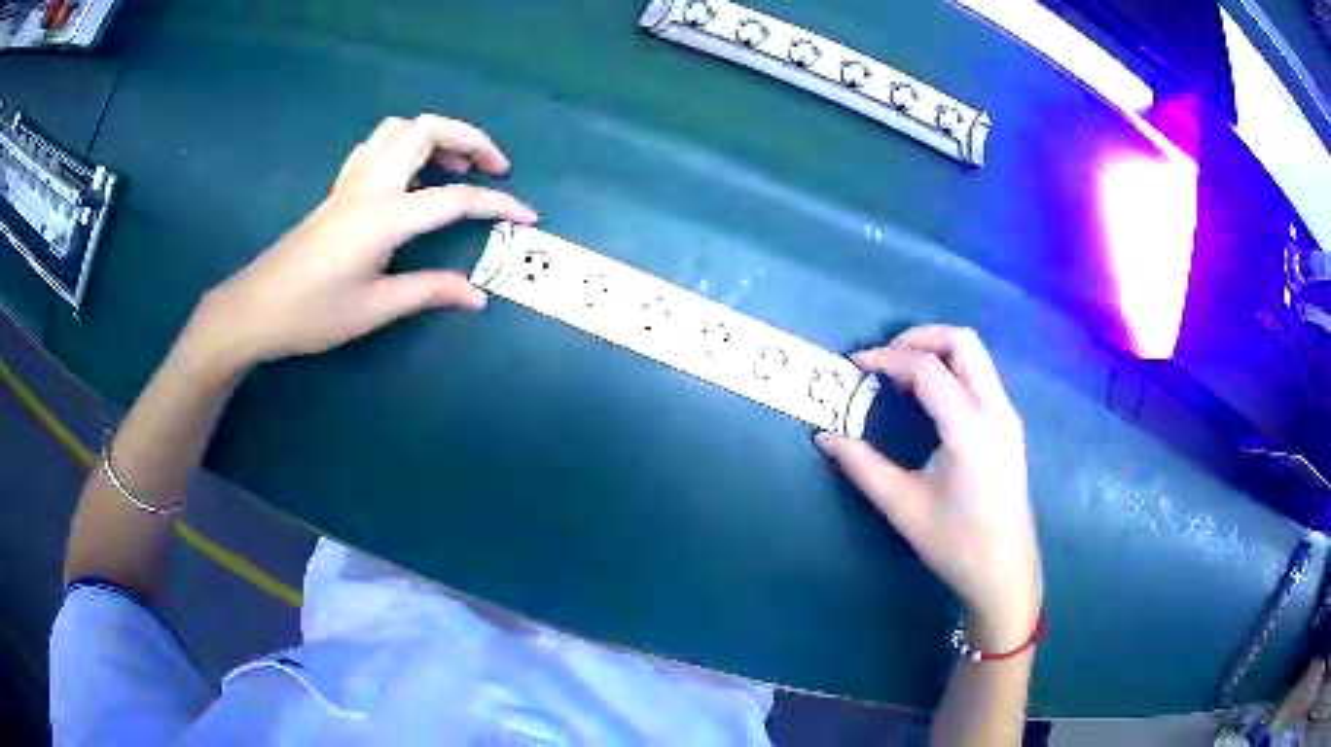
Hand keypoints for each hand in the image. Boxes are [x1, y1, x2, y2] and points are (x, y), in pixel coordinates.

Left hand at [185, 114, 537, 374]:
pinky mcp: (338, 188)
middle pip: (427, 130)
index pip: (454, 198)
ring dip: (436, 134)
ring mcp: (350, 181)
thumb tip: (477, 295)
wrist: (254, 309)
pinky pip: (377, 144)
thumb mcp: (374, 309)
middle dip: (470, 139)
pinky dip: (405, 144)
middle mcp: (370, 185)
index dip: (496, 204)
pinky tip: (410, 172)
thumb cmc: (312, 314)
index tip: (527, 216)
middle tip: (493, 168)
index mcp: (383, 216)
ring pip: (400, 128)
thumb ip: (428, 292)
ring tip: (455, 165)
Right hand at [816, 326, 1040, 650]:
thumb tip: (825, 438)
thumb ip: (863, 466)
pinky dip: (952, 369)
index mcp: (970, 428)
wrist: (1005, 572)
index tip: (856, 366)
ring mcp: (1008, 416)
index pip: (927, 368)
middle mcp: (996, 410)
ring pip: (976, 355)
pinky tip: (928, 398)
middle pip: (962, 342)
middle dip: (919, 337)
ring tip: (900, 374)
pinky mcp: (1009, 426)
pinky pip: (981, 376)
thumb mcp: (904, 507)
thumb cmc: (957, 545)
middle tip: (883, 358)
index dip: (887, 358)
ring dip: (937, 351)